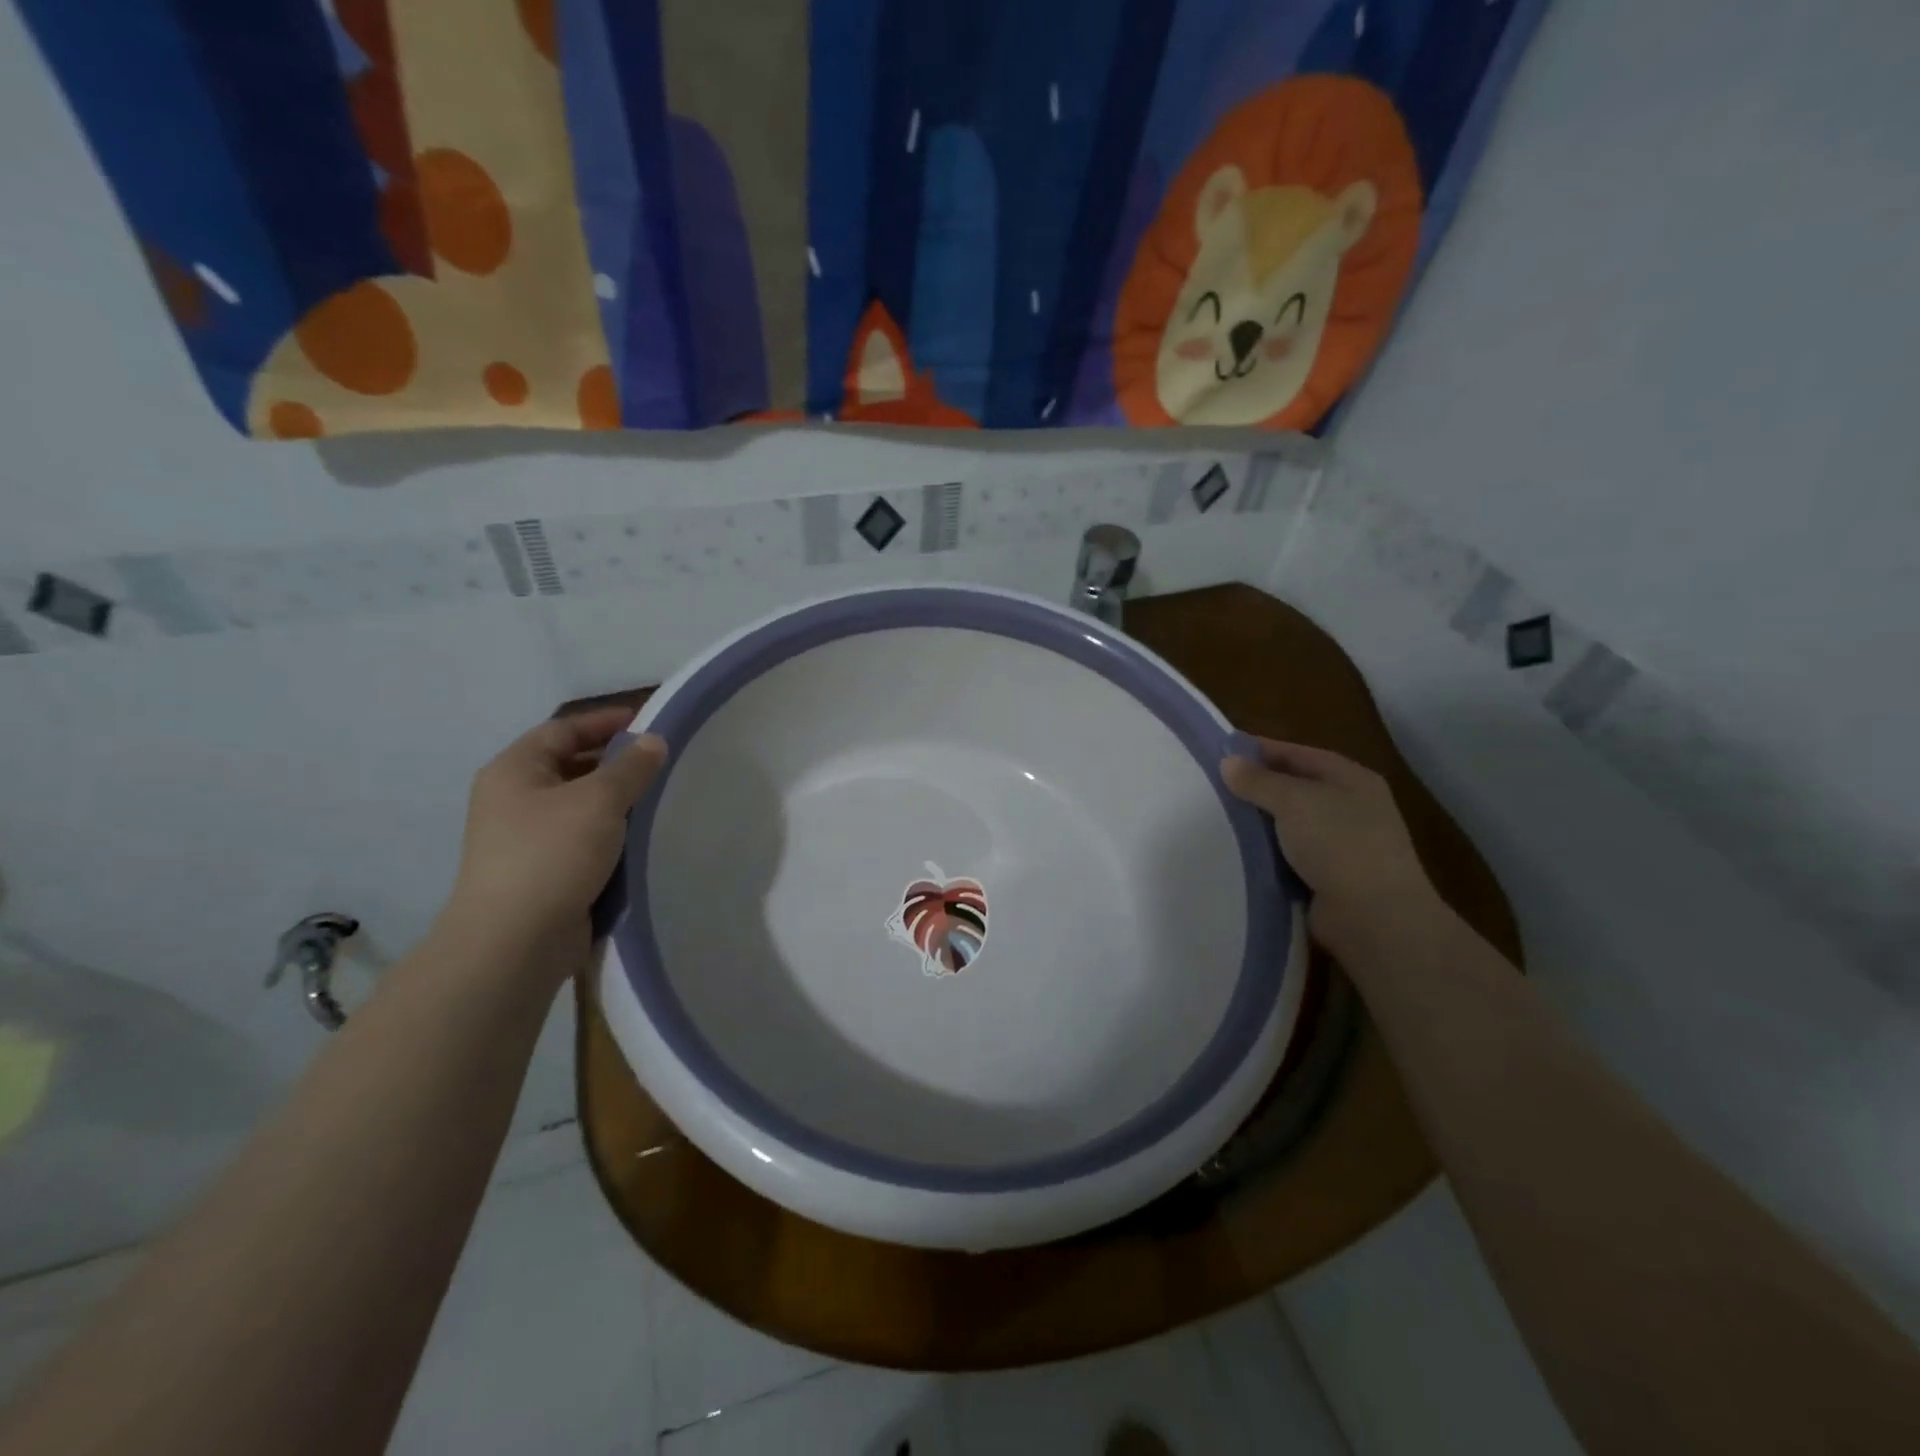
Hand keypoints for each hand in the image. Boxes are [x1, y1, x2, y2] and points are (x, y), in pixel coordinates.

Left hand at [442, 708, 667, 970]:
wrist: (515, 941)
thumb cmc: (552, 855)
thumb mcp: (599, 800)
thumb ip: (632, 767)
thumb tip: (654, 741)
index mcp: (515, 770)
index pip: (563, 729)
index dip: (605, 722)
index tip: (648, 721)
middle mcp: (513, 798)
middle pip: (570, 765)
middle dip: (615, 761)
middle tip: (661, 762)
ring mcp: (525, 837)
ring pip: (579, 804)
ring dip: (616, 799)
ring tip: (659, 797)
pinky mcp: (542, 870)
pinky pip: (581, 837)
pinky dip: (610, 831)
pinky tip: (640, 836)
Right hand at [1221, 737, 1449, 963]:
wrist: (1374, 916)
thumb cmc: (1338, 843)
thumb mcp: (1294, 801)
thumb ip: (1258, 780)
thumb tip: (1228, 761)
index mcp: (1351, 779)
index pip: (1298, 754)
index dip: (1261, 750)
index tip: (1221, 752)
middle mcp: (1349, 807)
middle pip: (1294, 789)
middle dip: (1256, 788)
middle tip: (1212, 786)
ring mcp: (1341, 845)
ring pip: (1289, 825)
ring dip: (1259, 824)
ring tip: (1216, 818)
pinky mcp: (1328, 877)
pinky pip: (1289, 857)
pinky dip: (1266, 854)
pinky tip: (1237, 852)